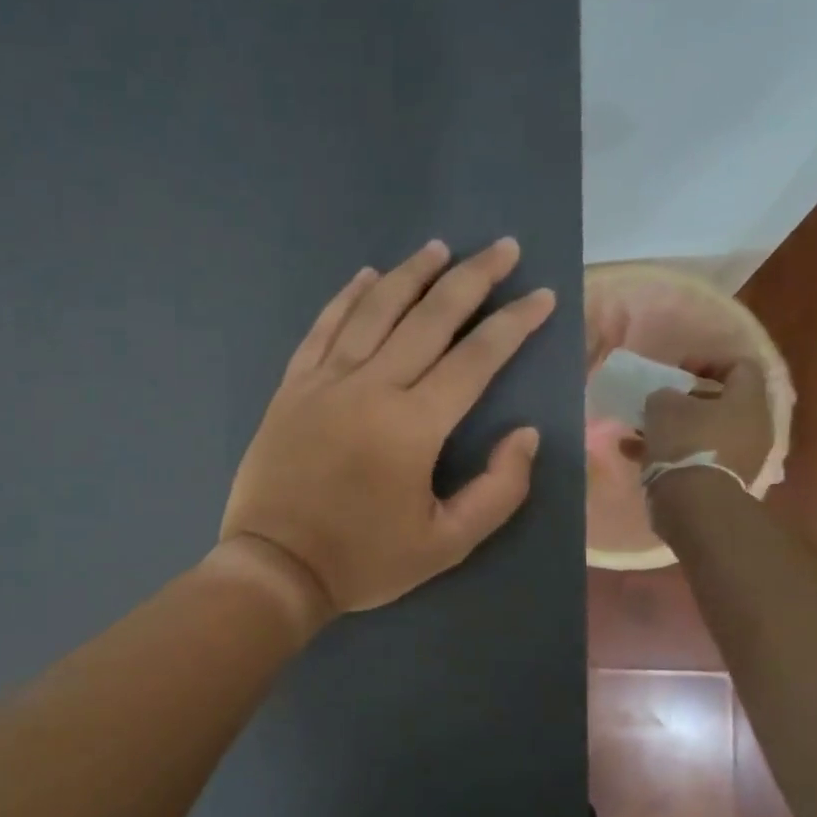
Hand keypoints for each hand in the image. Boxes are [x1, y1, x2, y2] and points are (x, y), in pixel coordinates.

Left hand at [220, 238, 555, 616]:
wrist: (275, 568)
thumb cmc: (362, 561)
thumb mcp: (446, 545)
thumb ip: (499, 491)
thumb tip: (527, 435)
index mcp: (413, 425)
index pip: (475, 358)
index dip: (513, 323)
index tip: (541, 296)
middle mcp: (370, 387)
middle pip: (428, 317)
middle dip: (472, 278)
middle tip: (502, 248)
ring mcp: (324, 383)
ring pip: (373, 311)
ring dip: (410, 274)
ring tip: (439, 249)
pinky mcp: (291, 389)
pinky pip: (322, 329)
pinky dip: (345, 298)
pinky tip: (365, 277)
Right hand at [641, 359, 773, 480]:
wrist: (696, 504)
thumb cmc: (686, 442)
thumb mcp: (663, 406)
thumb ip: (664, 395)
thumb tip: (666, 400)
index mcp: (747, 400)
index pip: (739, 366)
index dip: (708, 362)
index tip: (678, 372)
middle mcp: (752, 426)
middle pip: (721, 404)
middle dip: (686, 403)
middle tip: (659, 405)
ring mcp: (741, 457)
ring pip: (704, 433)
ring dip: (674, 431)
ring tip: (640, 434)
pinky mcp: (723, 481)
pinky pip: (696, 458)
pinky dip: (671, 454)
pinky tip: (637, 456)